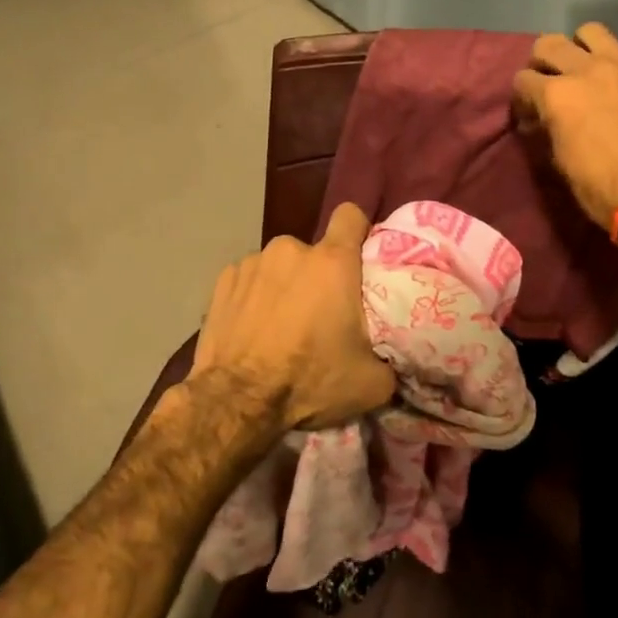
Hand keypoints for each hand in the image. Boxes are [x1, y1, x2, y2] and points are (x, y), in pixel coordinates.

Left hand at [191, 202, 396, 435]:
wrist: (237, 402)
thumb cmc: (309, 382)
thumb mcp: (372, 382)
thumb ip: (390, 356)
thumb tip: (394, 355)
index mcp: (332, 263)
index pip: (351, 216)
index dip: (358, 232)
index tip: (359, 259)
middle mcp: (291, 250)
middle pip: (315, 252)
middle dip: (319, 276)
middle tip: (319, 315)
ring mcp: (252, 262)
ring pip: (280, 266)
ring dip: (285, 286)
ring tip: (280, 325)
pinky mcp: (223, 280)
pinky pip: (250, 279)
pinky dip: (255, 297)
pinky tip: (252, 328)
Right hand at [512, 22, 617, 239]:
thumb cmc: (598, 186)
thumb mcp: (558, 158)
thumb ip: (547, 124)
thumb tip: (540, 115)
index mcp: (557, 94)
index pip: (523, 79)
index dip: (522, 98)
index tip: (530, 114)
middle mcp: (587, 69)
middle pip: (549, 44)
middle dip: (542, 64)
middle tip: (550, 84)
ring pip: (590, 32)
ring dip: (579, 49)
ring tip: (585, 71)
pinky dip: (614, 62)